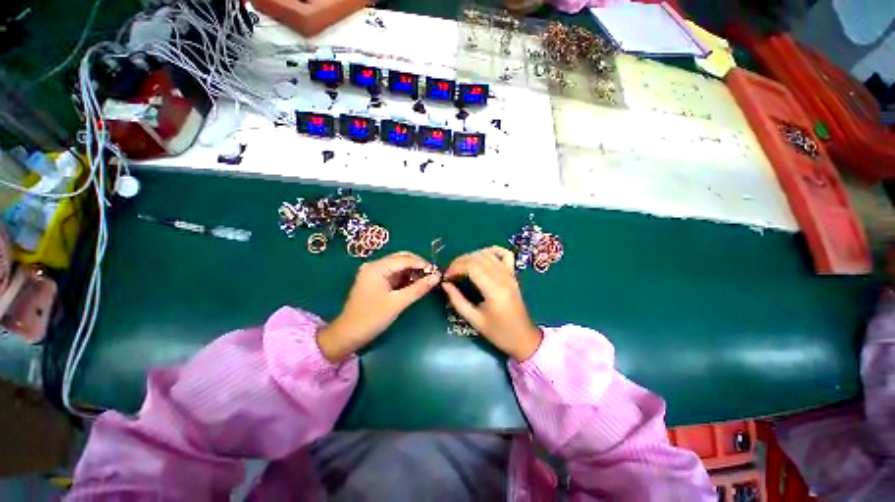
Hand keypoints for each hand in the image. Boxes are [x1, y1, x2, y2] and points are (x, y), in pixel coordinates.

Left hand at [317, 252, 440, 361]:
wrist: (348, 335)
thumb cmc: (372, 318)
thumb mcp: (398, 303)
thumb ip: (418, 288)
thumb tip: (436, 277)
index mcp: (377, 267)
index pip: (404, 259)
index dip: (421, 263)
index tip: (436, 271)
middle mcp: (375, 266)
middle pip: (401, 259)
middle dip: (417, 266)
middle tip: (432, 275)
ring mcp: (374, 273)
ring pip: (398, 267)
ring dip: (412, 272)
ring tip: (427, 280)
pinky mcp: (376, 282)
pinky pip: (394, 275)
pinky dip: (406, 278)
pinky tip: (415, 284)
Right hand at [442, 246, 541, 360]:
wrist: (523, 338)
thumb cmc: (498, 332)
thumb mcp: (474, 320)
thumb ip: (457, 300)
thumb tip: (445, 284)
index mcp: (494, 290)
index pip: (472, 267)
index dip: (455, 267)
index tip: (446, 277)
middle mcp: (503, 277)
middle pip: (478, 258)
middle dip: (460, 261)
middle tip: (450, 273)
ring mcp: (510, 274)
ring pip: (488, 254)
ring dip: (471, 256)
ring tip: (461, 267)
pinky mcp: (513, 274)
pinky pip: (505, 254)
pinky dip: (492, 250)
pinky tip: (482, 255)